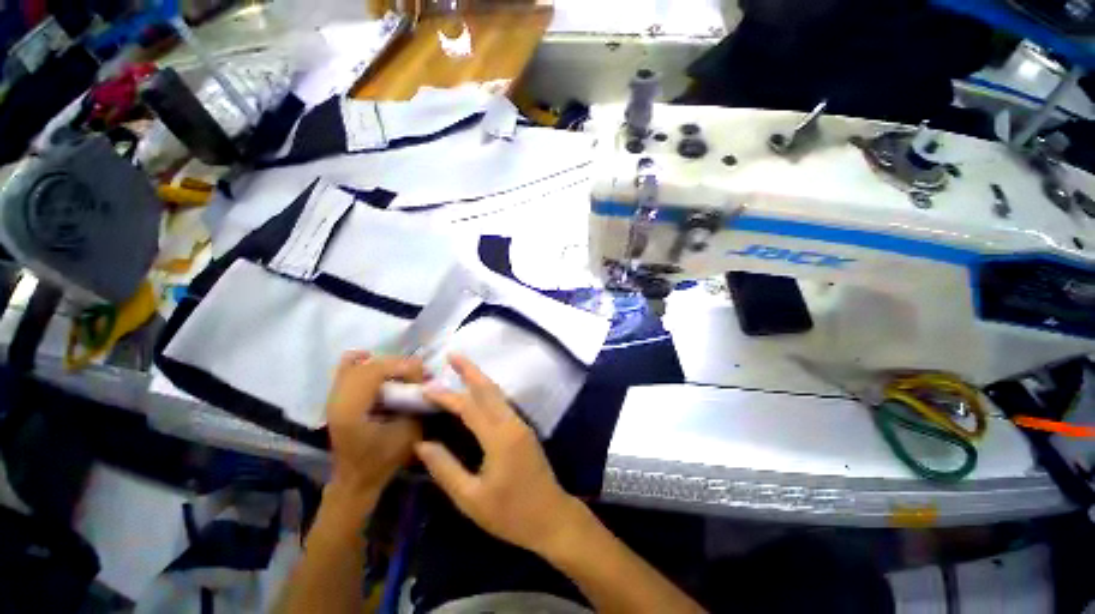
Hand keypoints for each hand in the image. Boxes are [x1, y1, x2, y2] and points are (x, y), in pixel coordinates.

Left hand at [325, 351, 424, 514]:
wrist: (357, 478)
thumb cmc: (385, 458)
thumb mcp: (409, 430)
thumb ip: (416, 400)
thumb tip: (424, 374)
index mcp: (352, 410)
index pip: (374, 371)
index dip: (401, 366)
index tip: (422, 373)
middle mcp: (337, 399)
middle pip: (367, 365)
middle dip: (396, 364)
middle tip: (416, 373)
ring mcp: (332, 397)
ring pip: (356, 364)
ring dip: (383, 364)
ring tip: (402, 373)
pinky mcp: (335, 398)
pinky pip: (346, 369)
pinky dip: (363, 363)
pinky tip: (379, 366)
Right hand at [414, 355, 581, 554]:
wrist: (552, 517)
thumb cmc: (511, 514)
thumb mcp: (471, 499)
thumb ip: (445, 469)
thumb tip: (422, 443)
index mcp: (499, 437)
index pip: (469, 407)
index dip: (447, 395)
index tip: (426, 387)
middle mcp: (512, 423)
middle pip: (489, 389)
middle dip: (471, 370)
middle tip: (453, 354)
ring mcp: (520, 424)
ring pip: (498, 394)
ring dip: (480, 379)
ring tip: (462, 369)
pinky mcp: (523, 430)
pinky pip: (502, 404)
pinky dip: (488, 393)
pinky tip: (478, 393)